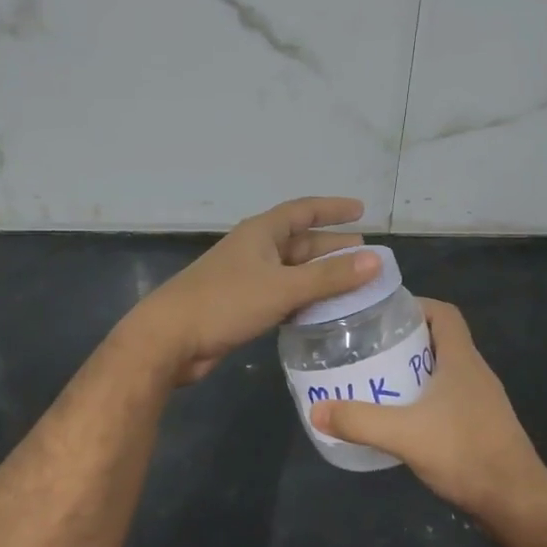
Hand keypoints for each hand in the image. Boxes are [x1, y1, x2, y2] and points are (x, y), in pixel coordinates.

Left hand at [126, 197, 379, 386]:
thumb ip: (330, 277)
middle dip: (333, 247)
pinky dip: (305, 298)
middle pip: (301, 242)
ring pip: (293, 271)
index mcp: (261, 233)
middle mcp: (255, 249)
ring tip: (354, 284)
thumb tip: (376, 261)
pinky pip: (283, 294)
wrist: (170, 338)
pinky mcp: (242, 305)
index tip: (361, 211)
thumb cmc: (226, 302)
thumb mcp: (283, 287)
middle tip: (367, 256)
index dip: (332, 209)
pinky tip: (323, 311)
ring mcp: (247, 278)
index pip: (303, 210)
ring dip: (321, 275)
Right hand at [312, 299, 546, 522]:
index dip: (416, 305)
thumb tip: (316, 411)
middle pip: (440, 340)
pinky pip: (449, 398)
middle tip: (369, 348)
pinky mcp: (481, 427)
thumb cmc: (466, 453)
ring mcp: (481, 401)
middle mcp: (475, 373)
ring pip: (444, 371)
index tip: (382, 314)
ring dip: (414, 370)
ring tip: (378, 379)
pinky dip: (424, 398)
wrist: (517, 503)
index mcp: (463, 360)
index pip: (444, 313)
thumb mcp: (405, 435)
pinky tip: (402, 418)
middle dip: (405, 339)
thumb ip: (360, 421)